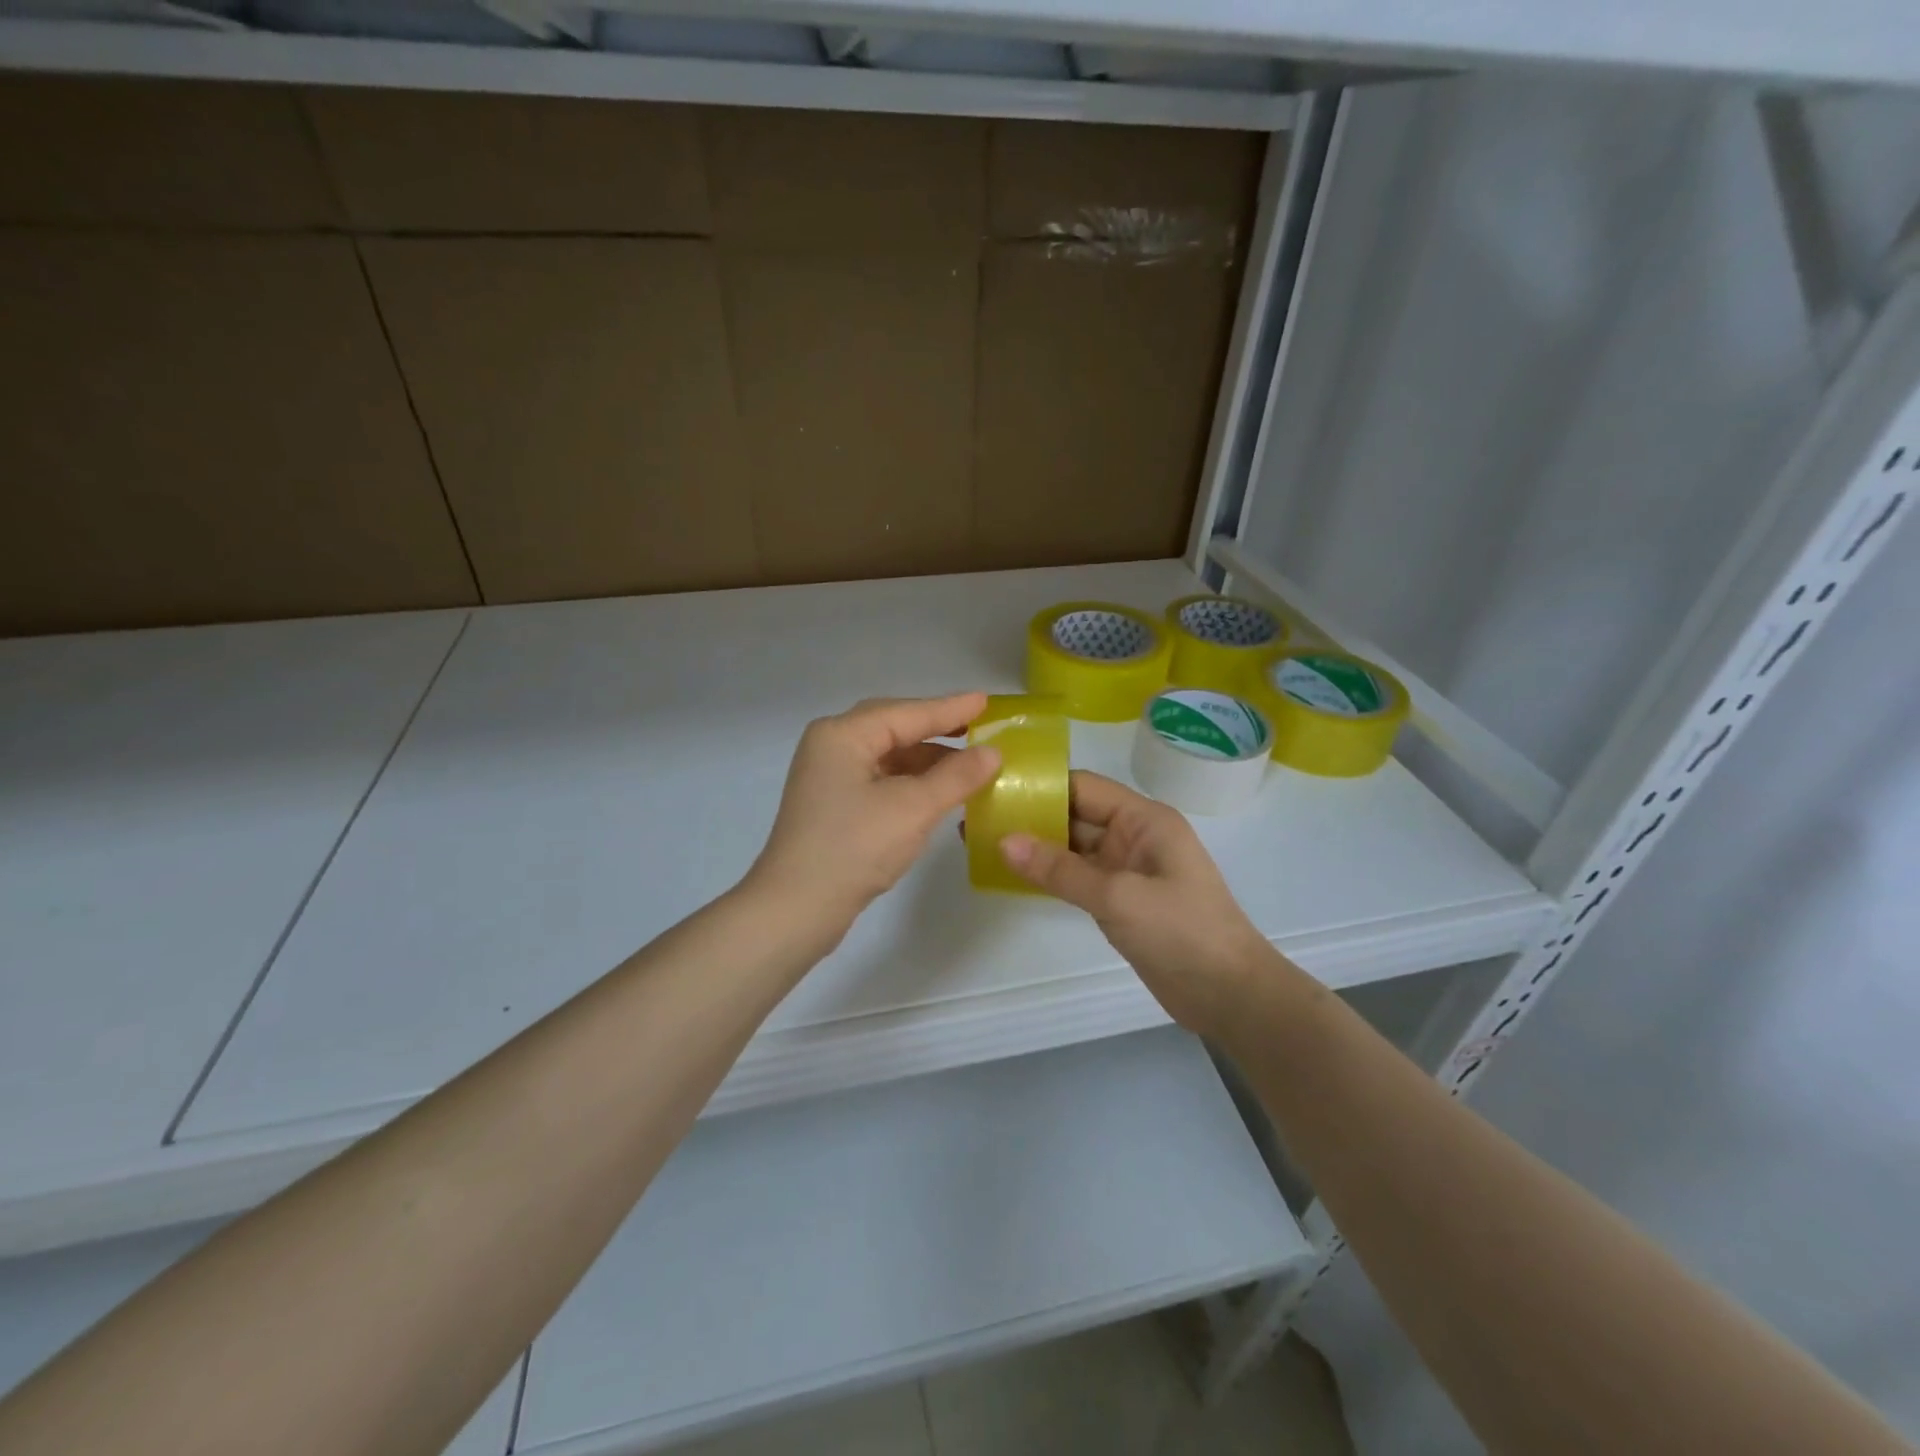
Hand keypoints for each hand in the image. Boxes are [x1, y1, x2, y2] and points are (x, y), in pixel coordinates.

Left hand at [748, 693, 1000, 933]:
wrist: (795, 909)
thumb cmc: (854, 848)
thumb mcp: (913, 809)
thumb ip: (957, 776)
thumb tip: (993, 751)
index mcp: (842, 735)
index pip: (907, 713)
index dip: (951, 709)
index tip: (987, 702)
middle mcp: (831, 746)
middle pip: (894, 727)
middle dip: (937, 729)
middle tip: (978, 727)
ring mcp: (828, 776)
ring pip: (887, 755)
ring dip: (926, 760)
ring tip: (968, 764)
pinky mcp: (833, 804)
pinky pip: (880, 778)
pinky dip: (910, 781)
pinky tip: (937, 791)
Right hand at [1000, 771, 1277, 1036]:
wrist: (1229, 995)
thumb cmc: (1181, 931)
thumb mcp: (1118, 896)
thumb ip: (1060, 869)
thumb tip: (1003, 841)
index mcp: (1143, 819)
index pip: (1083, 787)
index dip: (1040, 785)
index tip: (994, 785)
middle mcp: (1134, 836)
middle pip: (1074, 815)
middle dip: (1030, 816)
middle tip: (977, 817)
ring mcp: (1127, 869)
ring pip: (1072, 848)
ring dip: (1036, 847)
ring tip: (983, 843)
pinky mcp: (1120, 900)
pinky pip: (1077, 877)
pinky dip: (1049, 875)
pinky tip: (1013, 875)